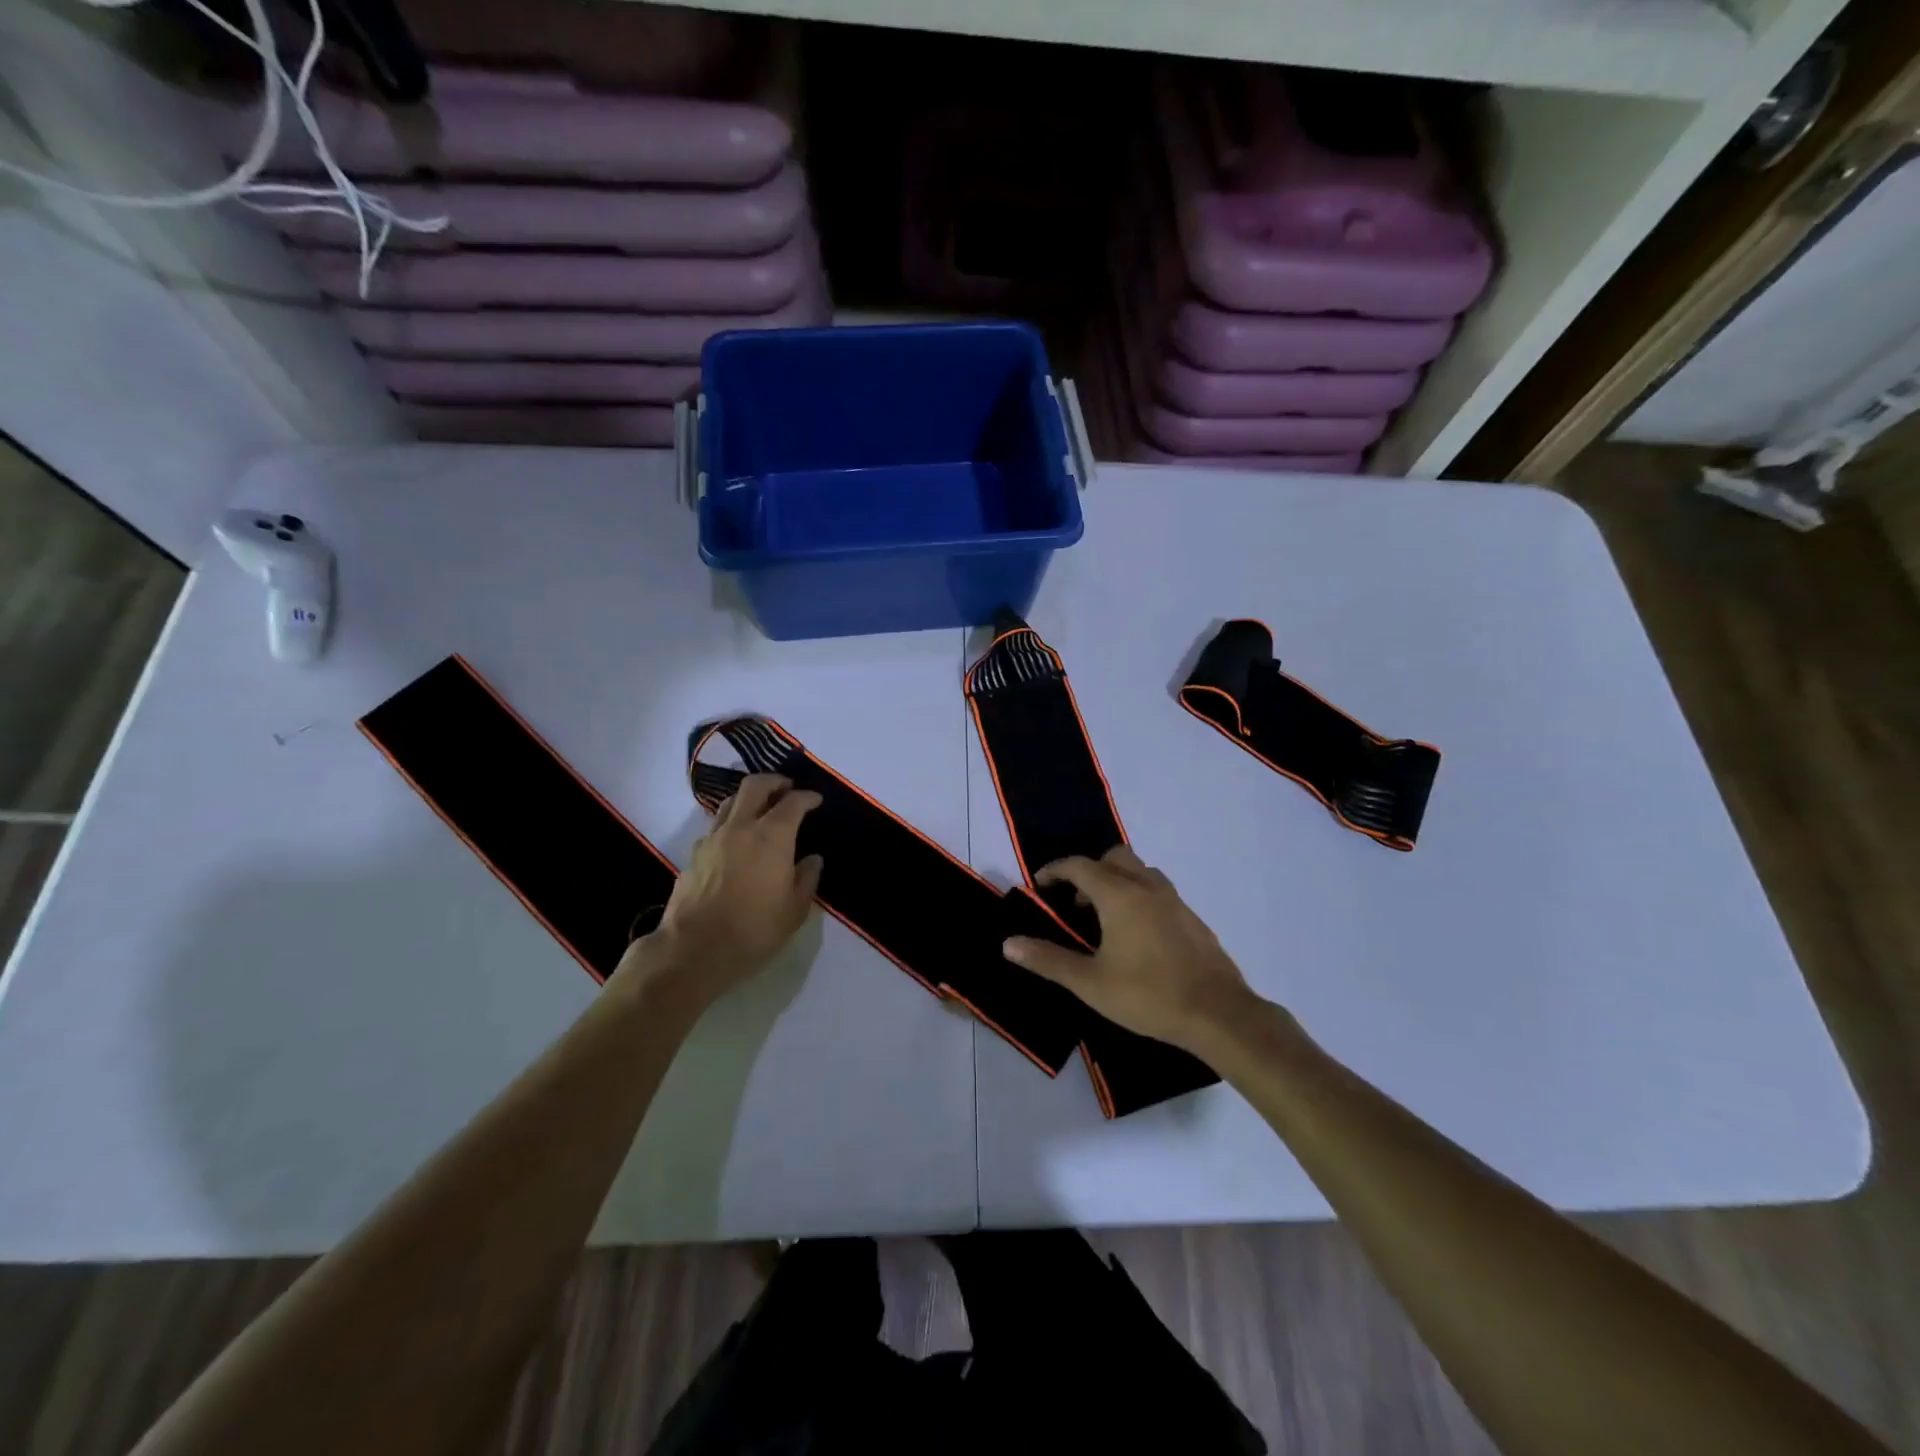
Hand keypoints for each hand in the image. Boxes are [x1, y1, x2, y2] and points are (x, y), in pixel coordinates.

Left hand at [619, 775, 822, 1010]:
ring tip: (761, 809)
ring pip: (731, 802)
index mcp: (772, 836)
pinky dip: (731, 823)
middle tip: (787, 788)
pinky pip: (716, 826)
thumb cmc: (753, 930)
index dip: (807, 797)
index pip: (793, 802)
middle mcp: (741, 827)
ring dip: (749, 798)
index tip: (816, 800)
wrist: (693, 950)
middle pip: (755, 786)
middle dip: (774, 781)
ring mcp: (713, 838)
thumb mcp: (794, 911)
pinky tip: (737, 841)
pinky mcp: (694, 854)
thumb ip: (806, 879)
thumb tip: (812, 859)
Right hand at [1003, 846, 1259, 1054]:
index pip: (1080, 866)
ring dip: (1118, 882)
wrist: (1218, 1014)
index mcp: (1119, 895)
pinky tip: (1138, 937)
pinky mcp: (1192, 918)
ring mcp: (1175, 900)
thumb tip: (1008, 944)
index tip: (1040, 884)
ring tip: (1105, 918)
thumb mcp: (1090, 983)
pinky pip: (1158, 892)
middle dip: (1090, 871)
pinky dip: (1140, 898)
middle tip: (1076, 903)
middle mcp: (1147, 887)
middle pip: (1114, 858)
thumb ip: (1048, 960)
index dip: (1055, 870)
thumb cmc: (1148, 995)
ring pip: (1140, 872)